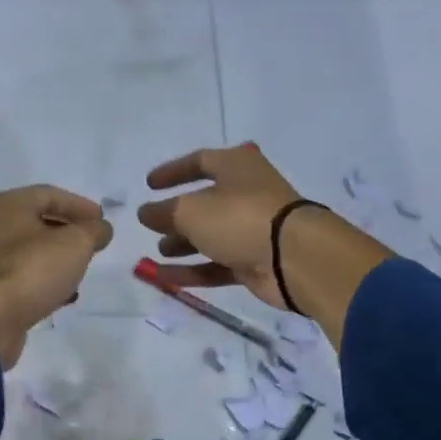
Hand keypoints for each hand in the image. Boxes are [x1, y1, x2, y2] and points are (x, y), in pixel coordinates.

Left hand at [0, 186, 113, 367]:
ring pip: (27, 250)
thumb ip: (94, 231)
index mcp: (6, 205)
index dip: (80, 205)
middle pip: (36, 221)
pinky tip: (63, 293)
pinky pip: (19, 275)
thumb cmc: (34, 270)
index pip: (48, 194)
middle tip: (92, 242)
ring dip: (56, 257)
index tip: (102, 220)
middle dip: (68, 231)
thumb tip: (101, 229)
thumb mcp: (76, 244)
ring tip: (80, 268)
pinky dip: (42, 278)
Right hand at [137, 144, 308, 308]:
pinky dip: (193, 269)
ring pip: (211, 234)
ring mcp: (253, 228)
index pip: (200, 161)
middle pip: (205, 201)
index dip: (173, 172)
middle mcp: (247, 193)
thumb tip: (146, 212)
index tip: (149, 185)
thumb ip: (163, 212)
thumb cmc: (239, 218)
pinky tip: (164, 278)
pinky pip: (218, 263)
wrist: (294, 258)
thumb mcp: (190, 211)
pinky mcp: (256, 260)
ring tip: (158, 252)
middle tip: (152, 225)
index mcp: (236, 166)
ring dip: (183, 243)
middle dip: (176, 215)